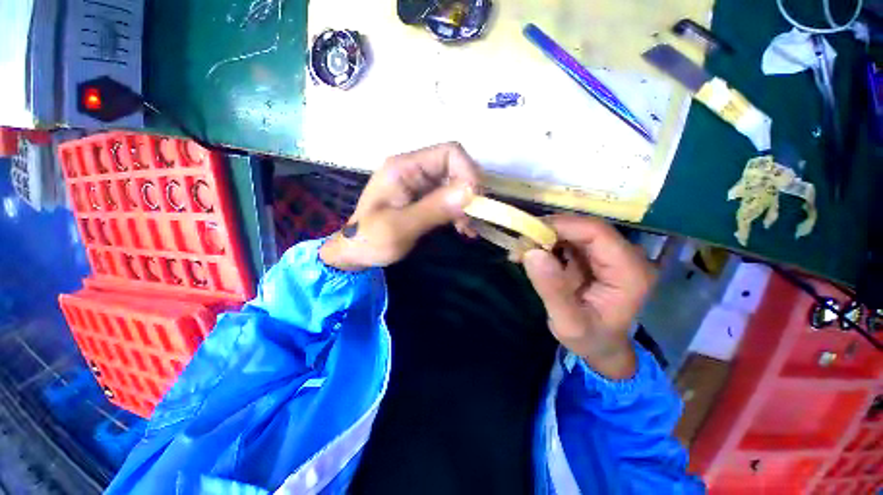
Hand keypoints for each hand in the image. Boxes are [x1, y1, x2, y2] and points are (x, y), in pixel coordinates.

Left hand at [320, 142, 479, 270]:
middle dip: (469, 192)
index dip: (468, 172)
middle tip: (473, 219)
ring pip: (456, 184)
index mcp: (404, 167)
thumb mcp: (400, 227)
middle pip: (455, 168)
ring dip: (466, 205)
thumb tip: (470, 192)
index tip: (475, 202)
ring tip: (468, 229)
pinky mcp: (423, 198)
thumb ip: (434, 209)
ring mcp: (419, 184)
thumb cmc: (370, 240)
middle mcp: (414, 169)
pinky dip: (460, 212)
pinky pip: (449, 198)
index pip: (449, 153)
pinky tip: (463, 229)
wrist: (355, 252)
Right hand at [522, 215, 655, 379]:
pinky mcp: (597, 255)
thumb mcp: (568, 323)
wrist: (602, 346)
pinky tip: (532, 254)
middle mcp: (627, 256)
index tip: (528, 234)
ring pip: (576, 230)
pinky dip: (548, 243)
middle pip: (585, 227)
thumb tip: (532, 253)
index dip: (561, 226)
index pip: (597, 233)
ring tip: (522, 251)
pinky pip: (571, 239)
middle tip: (520, 244)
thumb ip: (552, 290)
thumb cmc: (590, 339)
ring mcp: (612, 254)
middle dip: (549, 231)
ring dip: (546, 236)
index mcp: (630, 272)